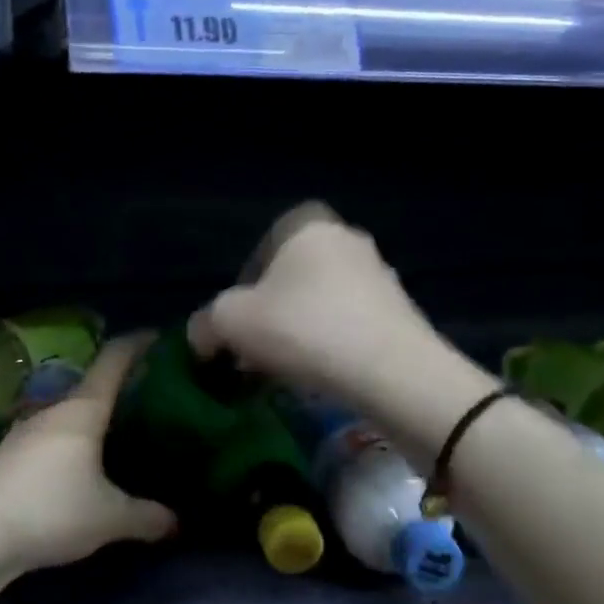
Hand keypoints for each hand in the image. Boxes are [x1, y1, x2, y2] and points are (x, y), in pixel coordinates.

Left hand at [0, 332, 175, 574]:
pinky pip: (52, 436)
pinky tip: (82, 464)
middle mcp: (53, 410)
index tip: (159, 337)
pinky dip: (73, 440)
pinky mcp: (9, 456)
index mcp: (82, 410)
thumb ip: (147, 517)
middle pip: (92, 386)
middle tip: (151, 395)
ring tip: (120, 431)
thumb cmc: (49, 510)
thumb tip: (177, 521)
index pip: (113, 361)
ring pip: (69, 413)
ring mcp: (25, 432)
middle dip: (120, 386)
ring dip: (93, 416)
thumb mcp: (108, 518)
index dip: (137, 344)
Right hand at [188, 201, 447, 418]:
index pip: (266, 242)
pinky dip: (331, 346)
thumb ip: (205, 324)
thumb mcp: (231, 322)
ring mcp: (381, 277)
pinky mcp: (401, 315)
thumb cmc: (303, 328)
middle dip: (272, 310)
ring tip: (285, 369)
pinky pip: (351, 325)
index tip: (239, 317)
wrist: (392, 372)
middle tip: (256, 347)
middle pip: (295, 276)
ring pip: (323, 302)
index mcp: (309, 226)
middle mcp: (348, 241)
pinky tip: (320, 377)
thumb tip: (202, 338)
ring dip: (301, 330)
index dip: (246, 280)